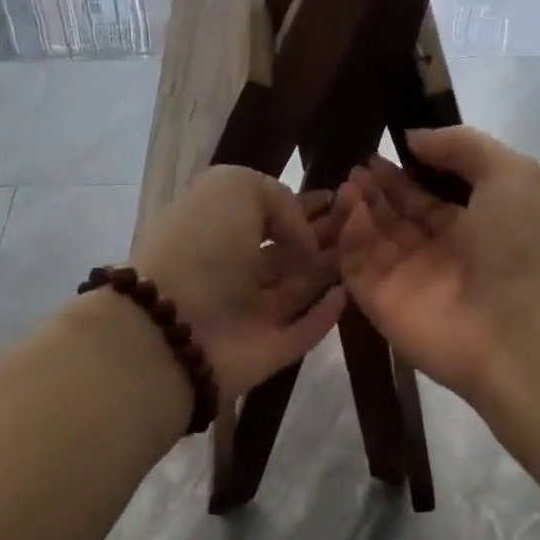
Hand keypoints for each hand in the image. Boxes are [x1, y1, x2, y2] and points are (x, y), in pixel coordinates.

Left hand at [131, 165, 345, 402]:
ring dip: (329, 271)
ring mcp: (251, 313)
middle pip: (286, 252)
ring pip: (298, 289)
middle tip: (363, 225)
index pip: (266, 213)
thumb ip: (279, 201)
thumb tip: (304, 241)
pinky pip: (304, 331)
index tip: (340, 198)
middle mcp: (233, 269)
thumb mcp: (234, 189)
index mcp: (217, 227)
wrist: (174, 328)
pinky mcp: (270, 350)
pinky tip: (347, 294)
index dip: (301, 205)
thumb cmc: (200, 246)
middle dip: (322, 238)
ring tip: (364, 252)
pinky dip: (325, 315)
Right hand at [334, 127, 539, 410]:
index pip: (424, 196)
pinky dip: (349, 238)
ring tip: (348, 183)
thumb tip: (413, 138)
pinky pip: (356, 265)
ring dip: (358, 209)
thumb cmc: (521, 248)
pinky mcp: (379, 303)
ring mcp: (405, 279)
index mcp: (469, 224)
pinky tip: (348, 210)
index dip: (400, 173)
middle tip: (355, 166)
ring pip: (371, 238)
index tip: (375, 151)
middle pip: (394, 216)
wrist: (519, 331)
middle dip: (374, 189)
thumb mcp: (511, 174)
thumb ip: (463, 146)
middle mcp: (435, 252)